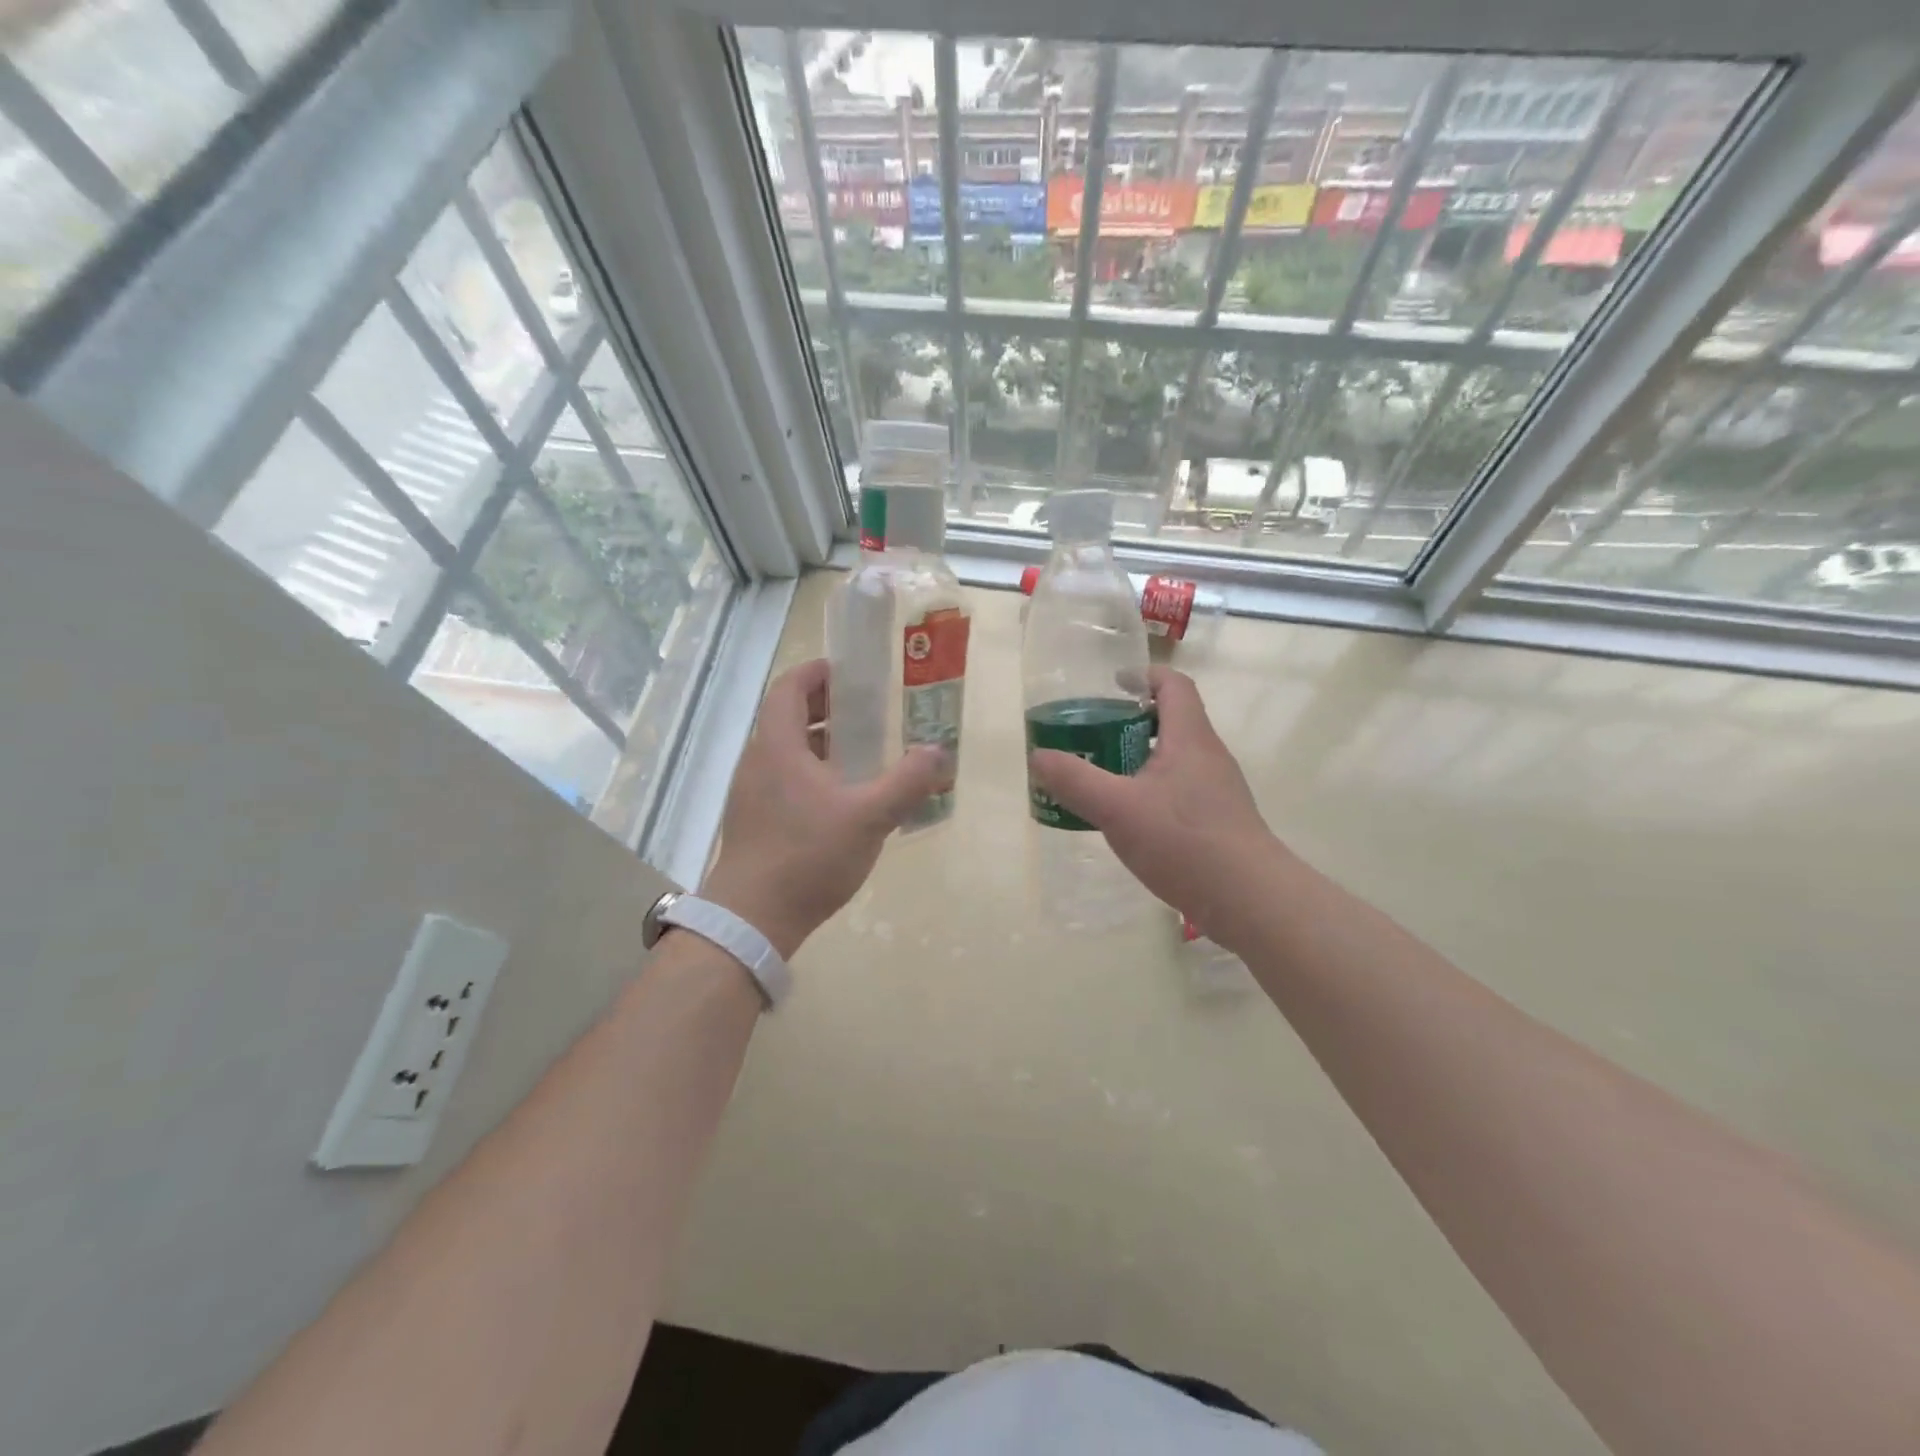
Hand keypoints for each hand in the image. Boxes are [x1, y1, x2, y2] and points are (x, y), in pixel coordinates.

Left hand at [701, 658, 948, 956]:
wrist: (751, 919)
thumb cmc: (808, 857)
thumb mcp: (869, 818)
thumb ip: (906, 782)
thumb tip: (938, 753)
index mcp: (777, 747)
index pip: (788, 688)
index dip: (815, 673)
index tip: (847, 671)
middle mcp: (758, 761)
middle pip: (785, 716)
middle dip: (823, 706)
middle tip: (863, 709)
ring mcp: (751, 792)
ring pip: (783, 749)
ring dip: (817, 740)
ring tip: (857, 750)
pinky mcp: (752, 819)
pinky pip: (781, 777)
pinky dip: (809, 770)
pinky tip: (839, 797)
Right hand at [1029, 667, 1283, 948]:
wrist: (1251, 900)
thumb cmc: (1185, 842)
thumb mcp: (1117, 809)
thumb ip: (1075, 780)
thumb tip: (1038, 756)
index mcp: (1189, 738)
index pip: (1173, 685)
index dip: (1143, 676)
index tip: (1112, 685)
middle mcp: (1209, 755)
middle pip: (1173, 720)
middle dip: (1132, 721)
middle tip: (1094, 736)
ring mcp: (1219, 790)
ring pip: (1176, 758)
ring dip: (1141, 758)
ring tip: (1104, 777)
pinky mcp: (1220, 820)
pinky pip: (1181, 789)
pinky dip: (1153, 790)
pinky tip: (1131, 820)